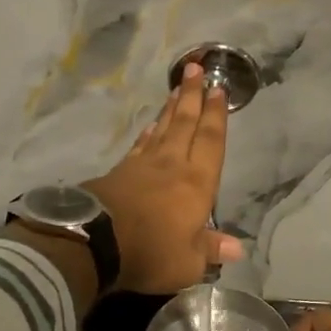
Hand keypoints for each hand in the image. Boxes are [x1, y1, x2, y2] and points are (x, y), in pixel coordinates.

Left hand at [84, 63, 244, 293]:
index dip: (216, 116)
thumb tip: (237, 248)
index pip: (211, 142)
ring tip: (177, 90)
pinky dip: (147, 134)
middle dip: (192, 96)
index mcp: (197, 184)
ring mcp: (142, 167)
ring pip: (162, 130)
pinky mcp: (118, 173)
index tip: (218, 89)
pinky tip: (150, 127)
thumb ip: (210, 250)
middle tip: (195, 67)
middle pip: (185, 124)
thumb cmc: (150, 253)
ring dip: (171, 109)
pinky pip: (139, 146)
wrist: (93, 243)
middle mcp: (172, 166)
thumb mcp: (188, 263)